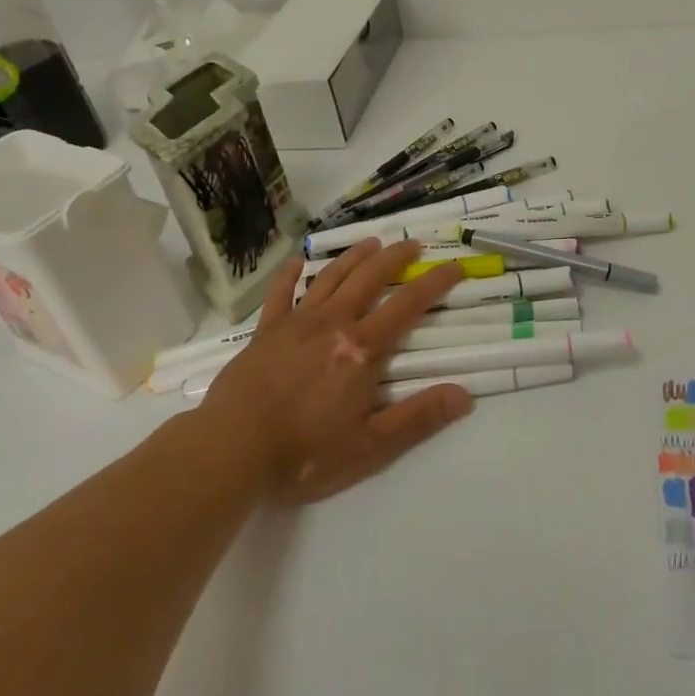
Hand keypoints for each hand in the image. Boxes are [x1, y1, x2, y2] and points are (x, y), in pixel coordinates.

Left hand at [196, 240, 471, 501]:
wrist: (230, 451)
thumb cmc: (304, 453)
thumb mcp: (370, 446)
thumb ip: (418, 418)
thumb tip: (464, 395)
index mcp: (362, 349)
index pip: (408, 305)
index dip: (434, 283)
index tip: (453, 266)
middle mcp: (333, 323)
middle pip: (370, 278)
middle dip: (395, 258)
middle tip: (413, 244)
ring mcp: (296, 323)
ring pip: (331, 277)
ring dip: (353, 256)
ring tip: (371, 242)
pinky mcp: (265, 332)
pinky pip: (281, 294)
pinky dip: (291, 274)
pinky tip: (298, 261)